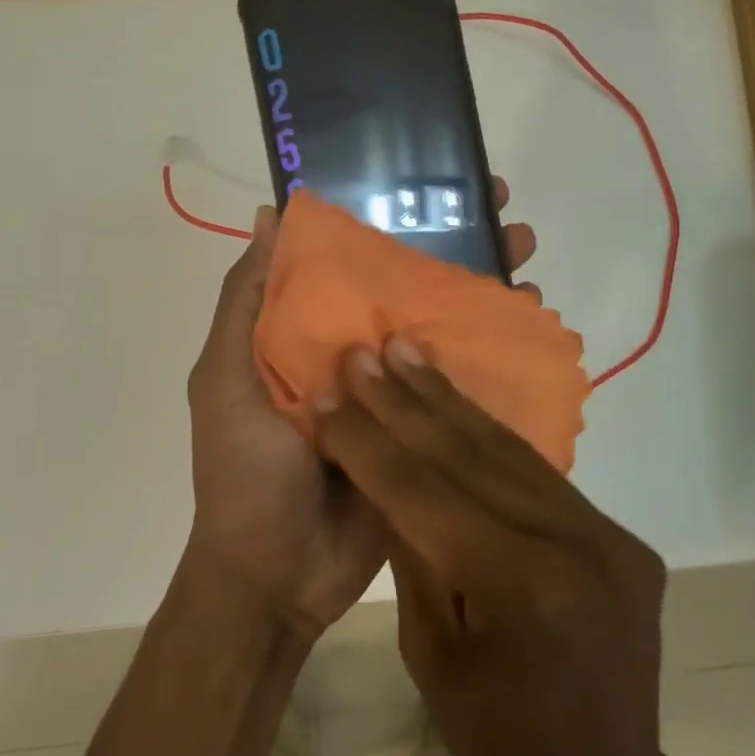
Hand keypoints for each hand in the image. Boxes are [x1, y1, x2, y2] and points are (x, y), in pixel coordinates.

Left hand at [184, 181, 539, 640]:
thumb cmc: (244, 469)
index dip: (388, 218)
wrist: (277, 576)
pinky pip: (461, 387)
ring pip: (442, 328)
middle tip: (498, 208)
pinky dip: (493, 356)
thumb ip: (244, 302)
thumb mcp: (226, 377)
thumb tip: (268, 214)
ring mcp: (395, 391)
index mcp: (306, 331)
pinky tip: (528, 328)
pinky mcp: (426, 432)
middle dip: (452, 244)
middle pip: (407, 286)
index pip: (351, 260)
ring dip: (482, 291)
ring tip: (525, 256)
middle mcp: (354, 351)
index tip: (428, 179)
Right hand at [313, 341, 669, 755]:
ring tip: (408, 355)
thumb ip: (414, 553)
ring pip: (511, 452)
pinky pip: (540, 475)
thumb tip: (388, 477)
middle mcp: (578, 545)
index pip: (427, 494)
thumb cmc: (499, 748)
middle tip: (368, 352)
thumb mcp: (432, 655)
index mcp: (525, 588)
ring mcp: (609, 536)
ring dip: (450, 403)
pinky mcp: (619, 537)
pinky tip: (457, 403)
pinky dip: (491, 436)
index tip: (332, 393)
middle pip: (472, 457)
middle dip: (407, 403)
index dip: (370, 442)